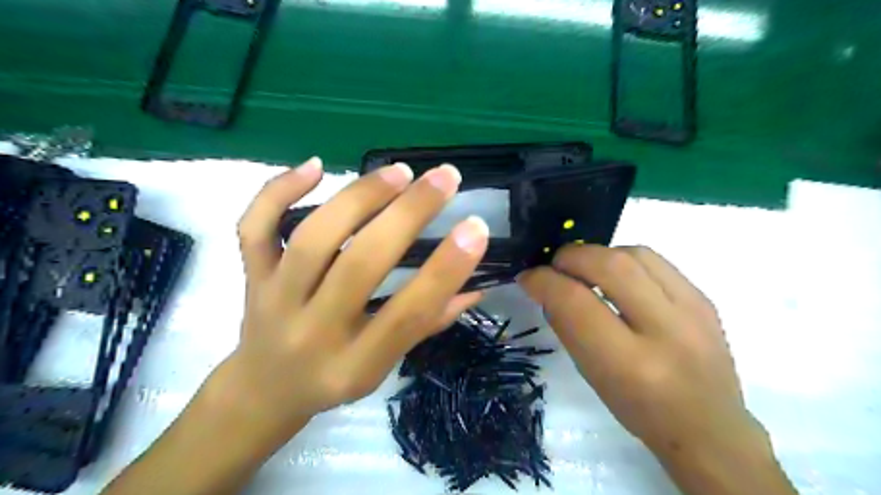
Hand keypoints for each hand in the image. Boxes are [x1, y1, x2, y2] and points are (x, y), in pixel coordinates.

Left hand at [218, 159, 488, 437]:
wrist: (262, 391)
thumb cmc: (334, 379)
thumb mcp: (384, 367)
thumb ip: (429, 323)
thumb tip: (476, 286)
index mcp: (355, 364)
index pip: (408, 314)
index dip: (446, 270)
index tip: (475, 228)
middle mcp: (313, 332)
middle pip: (360, 264)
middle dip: (408, 214)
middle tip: (444, 178)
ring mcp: (275, 300)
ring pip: (312, 238)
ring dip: (360, 197)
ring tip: (399, 172)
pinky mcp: (252, 276)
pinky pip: (255, 228)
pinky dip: (279, 190)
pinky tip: (316, 166)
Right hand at [518, 245, 791, 490]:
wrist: (708, 425)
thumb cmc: (638, 408)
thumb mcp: (591, 376)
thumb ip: (567, 327)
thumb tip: (547, 287)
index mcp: (629, 364)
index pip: (576, 302)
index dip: (544, 281)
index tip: (529, 278)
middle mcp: (666, 331)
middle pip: (610, 266)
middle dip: (571, 257)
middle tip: (555, 267)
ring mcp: (693, 310)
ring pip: (634, 254)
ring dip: (598, 254)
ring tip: (586, 270)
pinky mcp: (704, 298)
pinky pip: (655, 260)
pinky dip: (624, 260)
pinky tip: (617, 276)